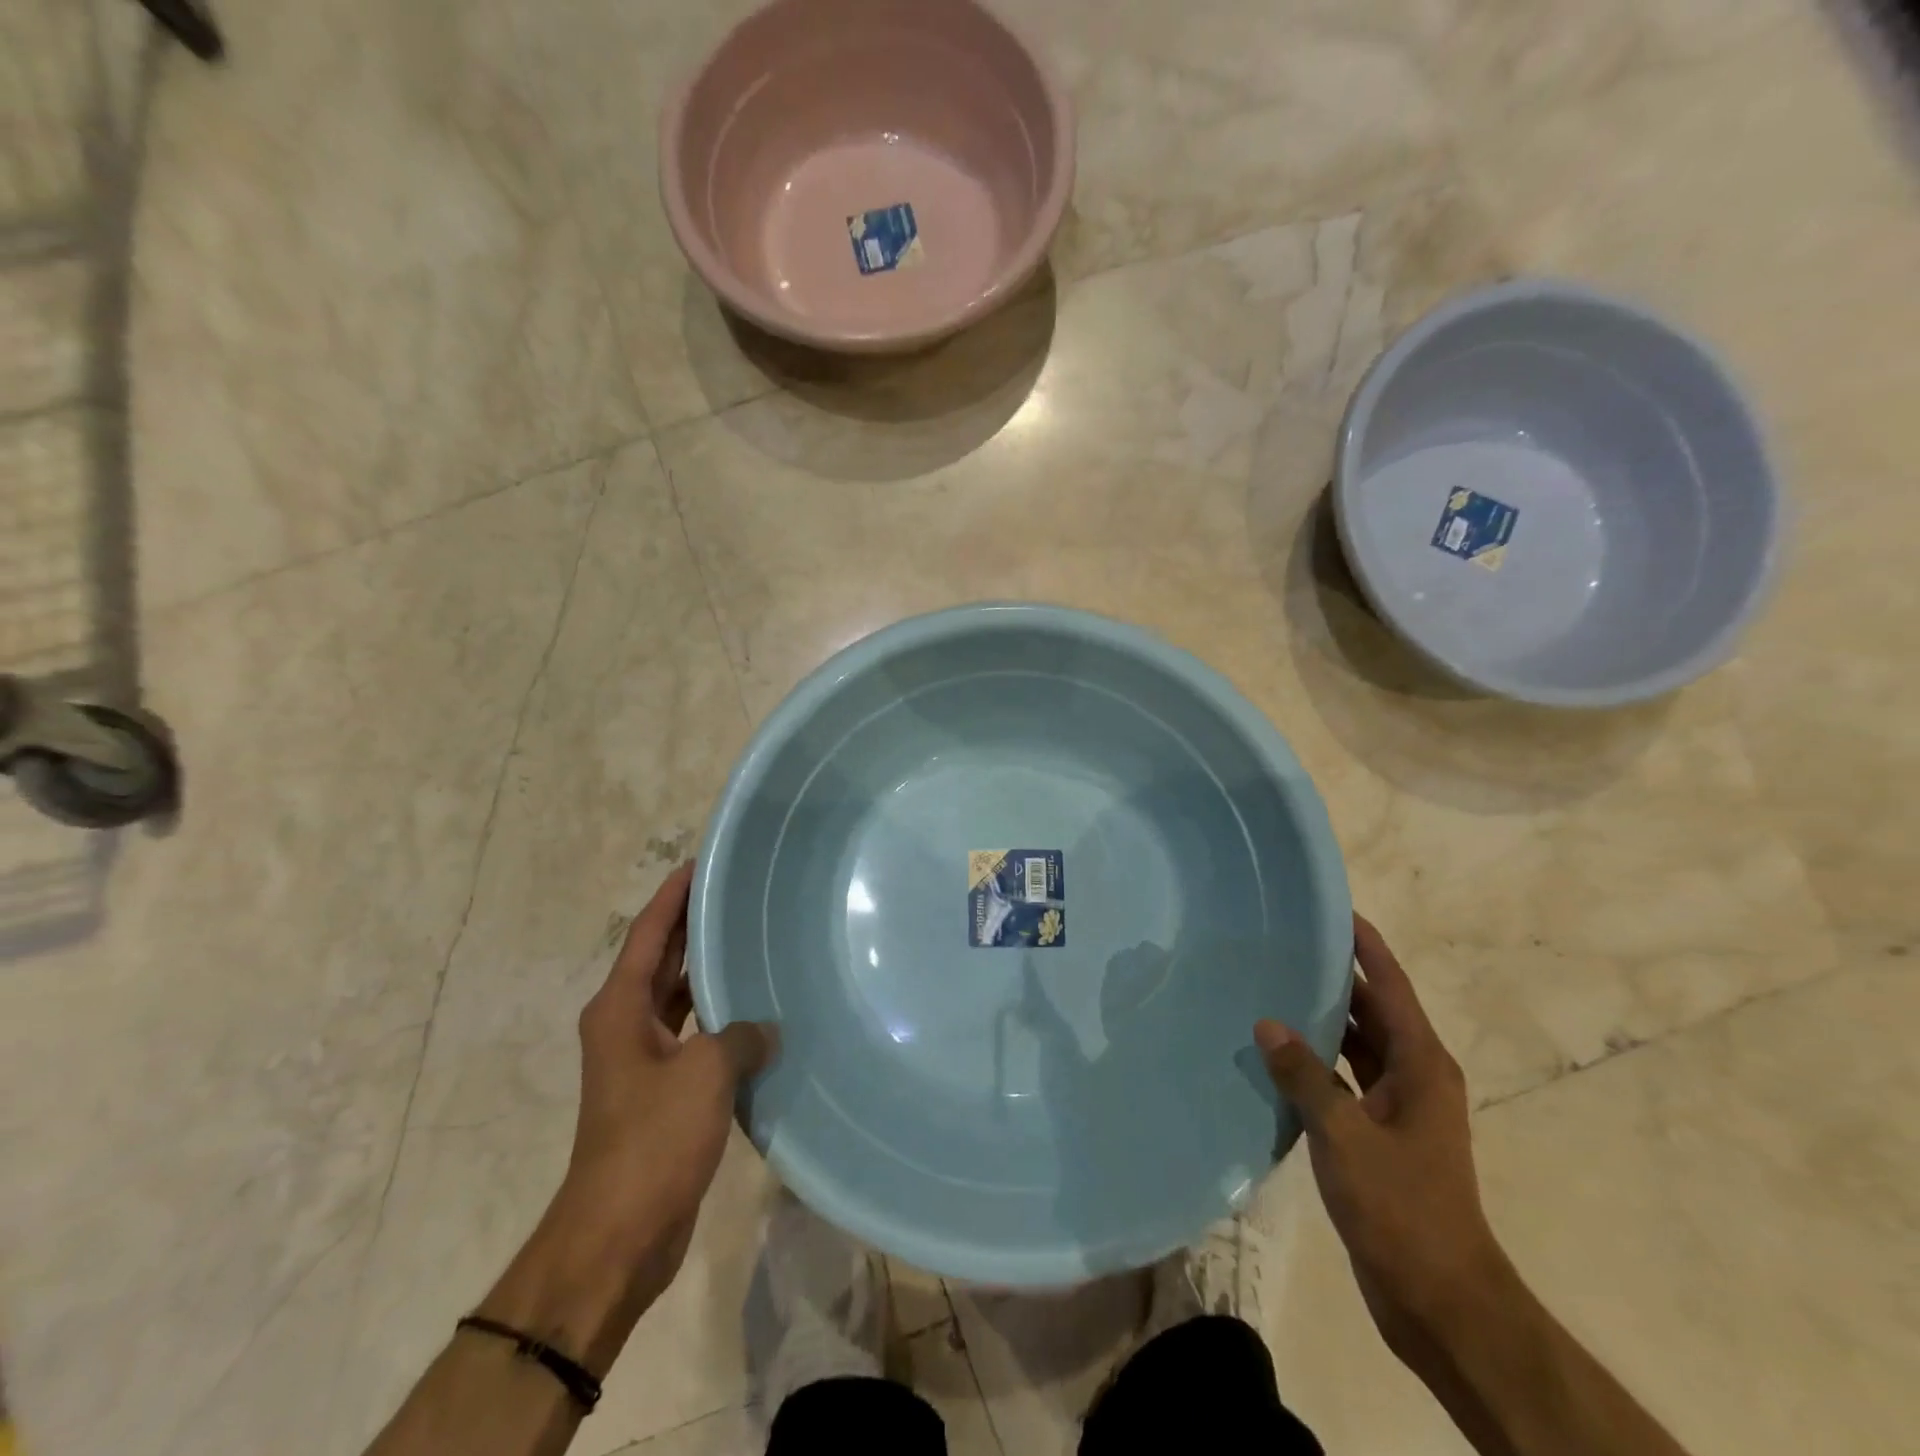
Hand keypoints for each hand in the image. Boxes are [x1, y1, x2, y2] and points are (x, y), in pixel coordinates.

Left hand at [475, 863, 777, 1372]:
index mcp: (620, 1008)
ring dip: (709, 971)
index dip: (673, 896)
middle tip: (738, 894)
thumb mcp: (705, 1073)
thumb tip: (765, 1030)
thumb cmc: (652, 1139)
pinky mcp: (662, 1090)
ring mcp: (643, 1059)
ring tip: (753, 940)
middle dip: (693, 926)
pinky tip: (757, 1011)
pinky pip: (694, 1034)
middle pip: (661, 959)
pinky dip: (719, 1017)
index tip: (700, 862)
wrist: (619, 1233)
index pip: (648, 933)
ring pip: (679, 997)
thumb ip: (741, 1035)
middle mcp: (625, 1024)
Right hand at [1256, 915, 1508, 1366]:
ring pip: (1356, 1045)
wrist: (1439, 1298)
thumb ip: (1304, 1076)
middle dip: (1336, 977)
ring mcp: (1398, 1108)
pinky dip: (1316, 1062)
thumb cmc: (1402, 1207)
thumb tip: (1267, 1022)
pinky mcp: (1379, 1135)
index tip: (1335, 909)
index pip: (1391, 986)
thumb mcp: (1345, 1135)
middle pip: (1373, 1011)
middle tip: (1285, 943)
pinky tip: (1277, 1054)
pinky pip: (1344, 1079)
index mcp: (1422, 1065)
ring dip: (1322, 1020)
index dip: (1367, 946)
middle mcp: (1415, 1076)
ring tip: (1272, 986)